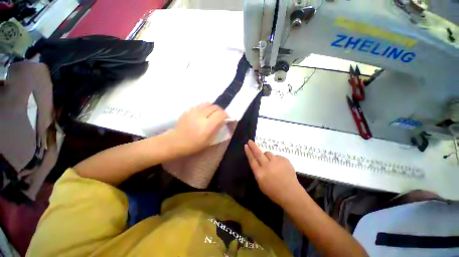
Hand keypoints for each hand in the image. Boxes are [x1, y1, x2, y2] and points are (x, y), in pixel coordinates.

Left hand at [171, 103, 227, 154]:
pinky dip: (205, 107)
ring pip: (208, 103)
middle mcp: (201, 115)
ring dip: (213, 108)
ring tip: (213, 113)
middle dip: (220, 111)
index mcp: (207, 125)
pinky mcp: (188, 110)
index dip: (226, 115)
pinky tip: (204, 113)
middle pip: (215, 107)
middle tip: (220, 116)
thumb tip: (222, 121)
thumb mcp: (210, 140)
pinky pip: (200, 105)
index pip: (221, 114)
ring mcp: (194, 111)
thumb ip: (217, 129)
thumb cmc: (194, 144)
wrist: (177, 141)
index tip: (227, 118)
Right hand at [244, 140, 302, 206]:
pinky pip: (277, 157)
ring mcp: (276, 162)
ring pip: (268, 153)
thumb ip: (258, 172)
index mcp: (260, 173)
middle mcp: (267, 166)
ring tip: (271, 163)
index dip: (248, 152)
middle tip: (250, 141)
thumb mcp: (261, 184)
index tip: (246, 146)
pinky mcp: (284, 160)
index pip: (252, 160)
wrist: (291, 193)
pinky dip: (276, 160)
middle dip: (253, 146)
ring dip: (267, 156)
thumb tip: (258, 163)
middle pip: (258, 153)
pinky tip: (280, 167)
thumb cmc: (274, 192)